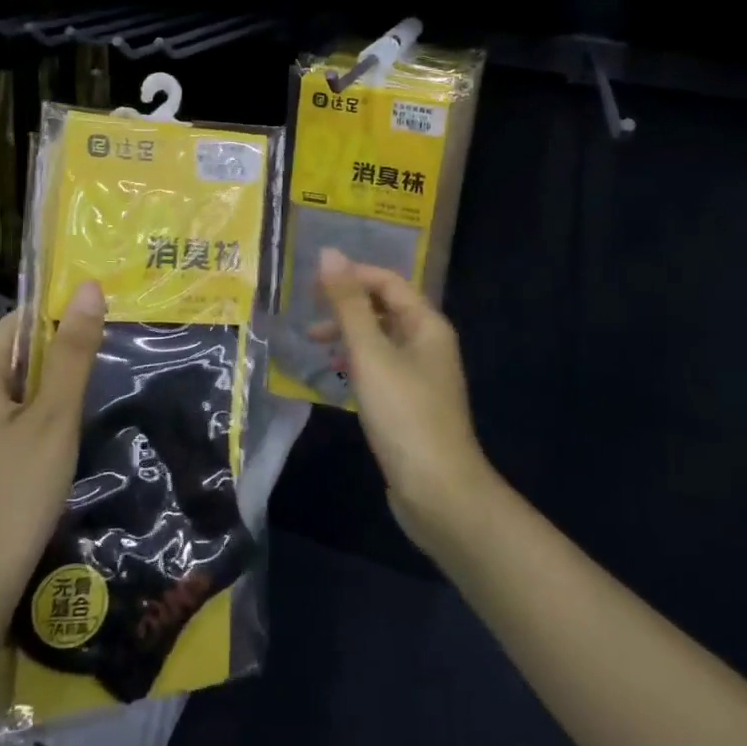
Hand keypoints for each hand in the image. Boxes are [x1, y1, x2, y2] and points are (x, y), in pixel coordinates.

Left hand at [0, 282, 105, 646]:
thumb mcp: (54, 418)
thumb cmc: (14, 495)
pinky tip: (63, 440)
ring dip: (54, 391)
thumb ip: (73, 352)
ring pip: (17, 388)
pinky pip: (8, 418)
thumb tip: (89, 286)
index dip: (65, 317)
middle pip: (20, 352)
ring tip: (95, 398)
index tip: (109, 327)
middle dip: (63, 357)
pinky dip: (38, 418)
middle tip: (111, 365)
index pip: (23, 319)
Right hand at [316, 249, 498, 552]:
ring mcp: (421, 376)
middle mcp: (428, 343)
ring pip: (380, 339)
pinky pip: (380, 368)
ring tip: (314, 344)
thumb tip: (329, 253)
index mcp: (427, 324)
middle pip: (384, 308)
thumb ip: (348, 303)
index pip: (388, 281)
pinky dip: (356, 362)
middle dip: (346, 305)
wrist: (438, 491)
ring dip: (348, 334)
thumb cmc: (403, 413)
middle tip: (308, 312)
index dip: (351, 275)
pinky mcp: (411, 404)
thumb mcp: (370, 353)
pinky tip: (336, 374)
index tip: (311, 283)